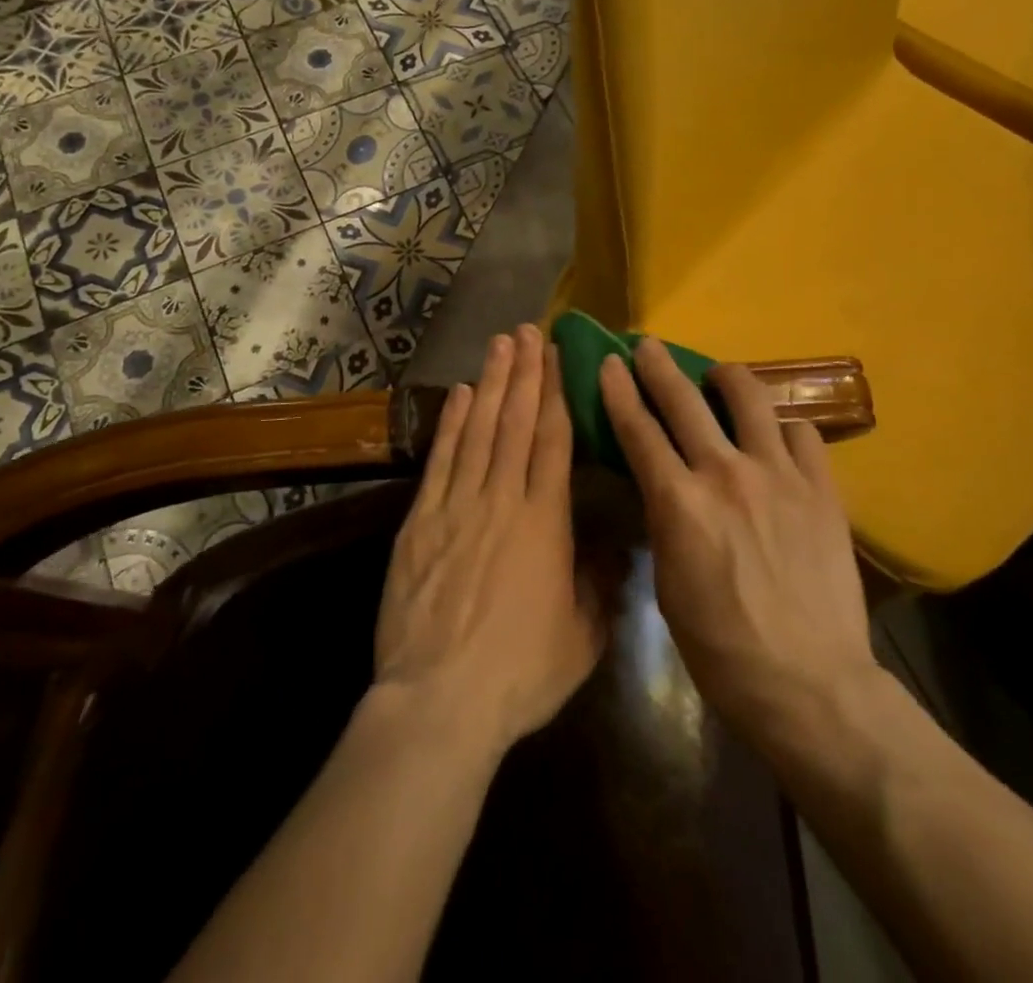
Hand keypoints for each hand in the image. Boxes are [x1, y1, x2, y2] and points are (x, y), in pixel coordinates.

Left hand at [375, 325, 604, 756]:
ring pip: (479, 430)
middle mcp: (503, 500)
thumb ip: (598, 585)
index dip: (556, 392)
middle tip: (527, 331)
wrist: (440, 701)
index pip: (553, 440)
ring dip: (491, 384)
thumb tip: (611, 546)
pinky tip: (461, 395)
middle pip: (516, 422)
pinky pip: (441, 460)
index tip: (556, 356)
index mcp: (546, 522)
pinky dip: (452, 424)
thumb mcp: (581, 638)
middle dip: (524, 373)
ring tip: (499, 345)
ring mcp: (457, 506)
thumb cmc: (519, 674)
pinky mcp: (421, 522)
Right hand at [599, 340, 881, 751]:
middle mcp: (725, 473)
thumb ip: (664, 520)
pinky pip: (800, 432)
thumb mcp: (668, 582)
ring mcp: (779, 475)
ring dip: (725, 378)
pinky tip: (775, 437)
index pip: (638, 429)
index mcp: (678, 501)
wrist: (810, 684)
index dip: (619, 390)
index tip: (610, 362)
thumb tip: (663, 485)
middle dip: (658, 365)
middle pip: (684, 398)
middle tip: (648, 347)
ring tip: (718, 377)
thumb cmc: (721, 647)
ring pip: (749, 397)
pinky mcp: (822, 487)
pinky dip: (781, 426)